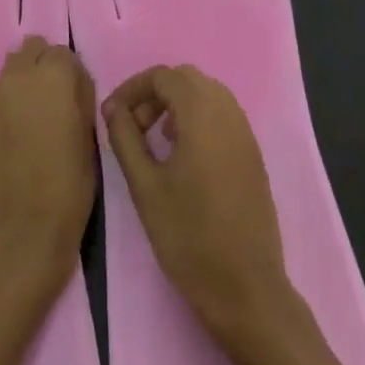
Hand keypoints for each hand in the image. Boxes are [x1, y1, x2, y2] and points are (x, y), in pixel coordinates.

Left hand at [0, 35, 96, 290]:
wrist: (25, 231)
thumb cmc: (71, 183)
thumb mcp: (90, 132)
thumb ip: (78, 93)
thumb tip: (69, 79)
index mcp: (52, 77)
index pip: (59, 52)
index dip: (67, 73)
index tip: (69, 96)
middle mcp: (15, 78)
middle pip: (27, 52)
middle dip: (38, 69)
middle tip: (45, 104)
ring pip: (4, 80)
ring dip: (15, 94)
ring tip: (22, 132)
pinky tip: (3, 150)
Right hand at [102, 63, 292, 341]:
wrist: (246, 288)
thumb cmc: (188, 236)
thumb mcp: (145, 186)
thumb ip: (125, 138)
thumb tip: (113, 107)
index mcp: (202, 113)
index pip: (163, 76)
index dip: (133, 88)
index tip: (112, 115)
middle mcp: (228, 112)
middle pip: (187, 78)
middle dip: (155, 93)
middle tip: (133, 125)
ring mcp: (245, 132)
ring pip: (207, 94)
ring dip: (177, 104)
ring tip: (156, 139)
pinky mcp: (252, 153)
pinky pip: (222, 115)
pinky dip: (198, 118)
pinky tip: (183, 155)